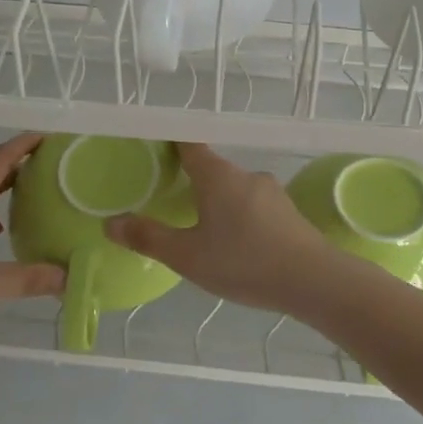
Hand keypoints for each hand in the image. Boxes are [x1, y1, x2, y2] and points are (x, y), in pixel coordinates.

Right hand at [106, 144, 331, 311]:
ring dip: (216, 203)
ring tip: (201, 230)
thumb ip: (148, 238)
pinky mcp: (288, 211)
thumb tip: (110, 224)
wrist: (312, 280)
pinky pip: (253, 205)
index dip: (170, 143)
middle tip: (169, 201)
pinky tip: (235, 245)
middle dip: (191, 181)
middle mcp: (246, 175)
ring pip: (234, 189)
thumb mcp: (188, 256)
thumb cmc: (244, 262)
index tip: (154, 148)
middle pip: (212, 169)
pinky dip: (238, 217)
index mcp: (218, 176)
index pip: (190, 144)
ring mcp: (271, 192)